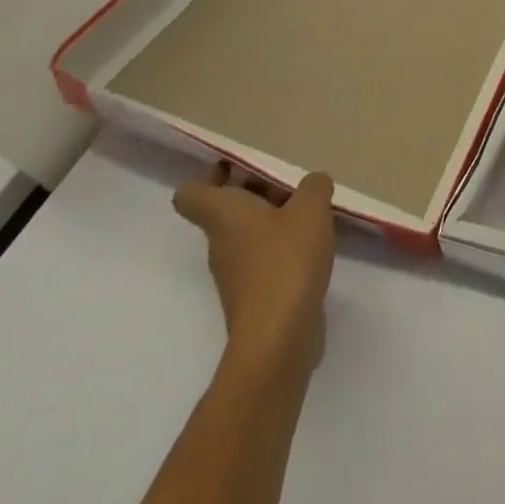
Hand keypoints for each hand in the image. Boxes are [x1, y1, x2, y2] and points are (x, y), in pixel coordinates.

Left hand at [173, 165, 336, 371]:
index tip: (237, 165)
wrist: (278, 338)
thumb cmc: (286, 260)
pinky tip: (314, 246)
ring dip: (273, 220)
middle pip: (226, 210)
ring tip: (310, 212)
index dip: (208, 176)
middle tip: (290, 183)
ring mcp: (235, 274)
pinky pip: (264, 260)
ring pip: (247, 235)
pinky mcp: (254, 297)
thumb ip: (313, 186)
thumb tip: (312, 185)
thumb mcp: (311, 207)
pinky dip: (284, 249)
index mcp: (223, 216)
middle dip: (255, 193)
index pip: (191, 193)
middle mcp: (221, 243)